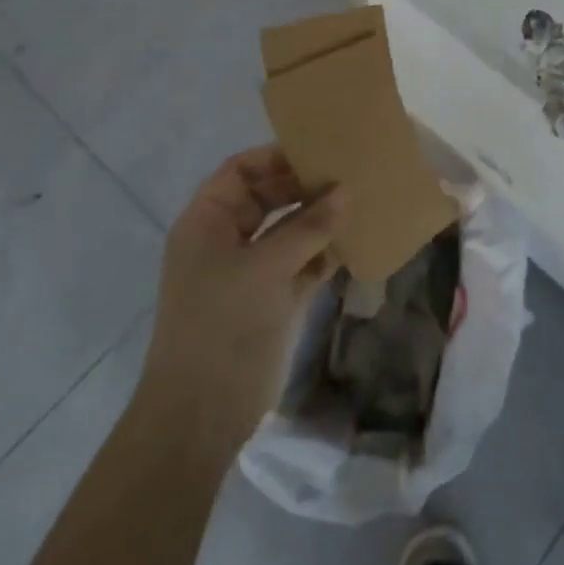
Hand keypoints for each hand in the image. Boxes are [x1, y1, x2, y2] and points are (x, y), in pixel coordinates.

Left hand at [135, 145, 342, 460]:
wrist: (202, 414)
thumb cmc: (223, 325)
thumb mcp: (265, 267)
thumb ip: (308, 227)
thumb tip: (346, 191)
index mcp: (207, 222)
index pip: (240, 171)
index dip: (275, 157)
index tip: (319, 150)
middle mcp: (226, 240)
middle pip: (268, 198)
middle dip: (305, 187)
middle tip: (349, 175)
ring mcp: (250, 272)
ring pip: (288, 231)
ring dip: (320, 220)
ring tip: (361, 202)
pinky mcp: (271, 299)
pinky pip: (302, 263)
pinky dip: (324, 253)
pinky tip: (356, 242)